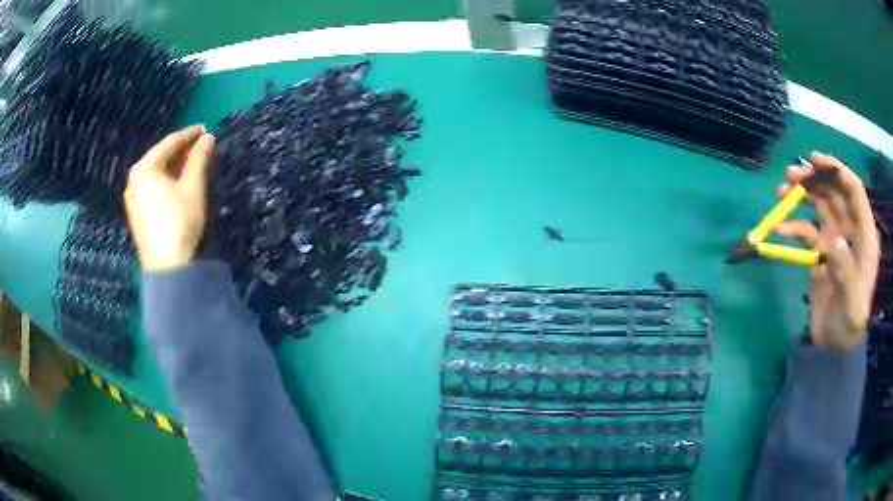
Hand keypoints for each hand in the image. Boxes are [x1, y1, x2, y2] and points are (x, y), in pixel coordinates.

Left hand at [124, 125, 215, 271]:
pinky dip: (166, 180)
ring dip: (175, 166)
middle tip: (201, 145)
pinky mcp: (136, 213)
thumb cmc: (179, 222)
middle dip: (181, 150)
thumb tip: (209, 137)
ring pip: (156, 173)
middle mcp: (134, 179)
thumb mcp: (192, 187)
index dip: (189, 134)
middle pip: (160, 157)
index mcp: (144, 168)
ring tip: (193, 162)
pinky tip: (178, 182)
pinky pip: (152, 186)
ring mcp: (133, 197)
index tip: (206, 129)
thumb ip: (199, 158)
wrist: (167, 268)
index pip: (169, 143)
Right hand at [774, 152, 879, 349]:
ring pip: (820, 205)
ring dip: (802, 195)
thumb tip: (834, 240)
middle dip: (815, 179)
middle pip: (834, 192)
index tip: (815, 161)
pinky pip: (807, 231)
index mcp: (865, 236)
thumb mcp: (852, 306)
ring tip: (781, 191)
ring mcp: (835, 240)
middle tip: (791, 175)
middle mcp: (851, 230)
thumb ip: (847, 273)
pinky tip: (780, 230)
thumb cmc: (850, 326)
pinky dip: (794, 227)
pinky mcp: (821, 252)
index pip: (854, 192)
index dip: (837, 171)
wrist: (835, 347)